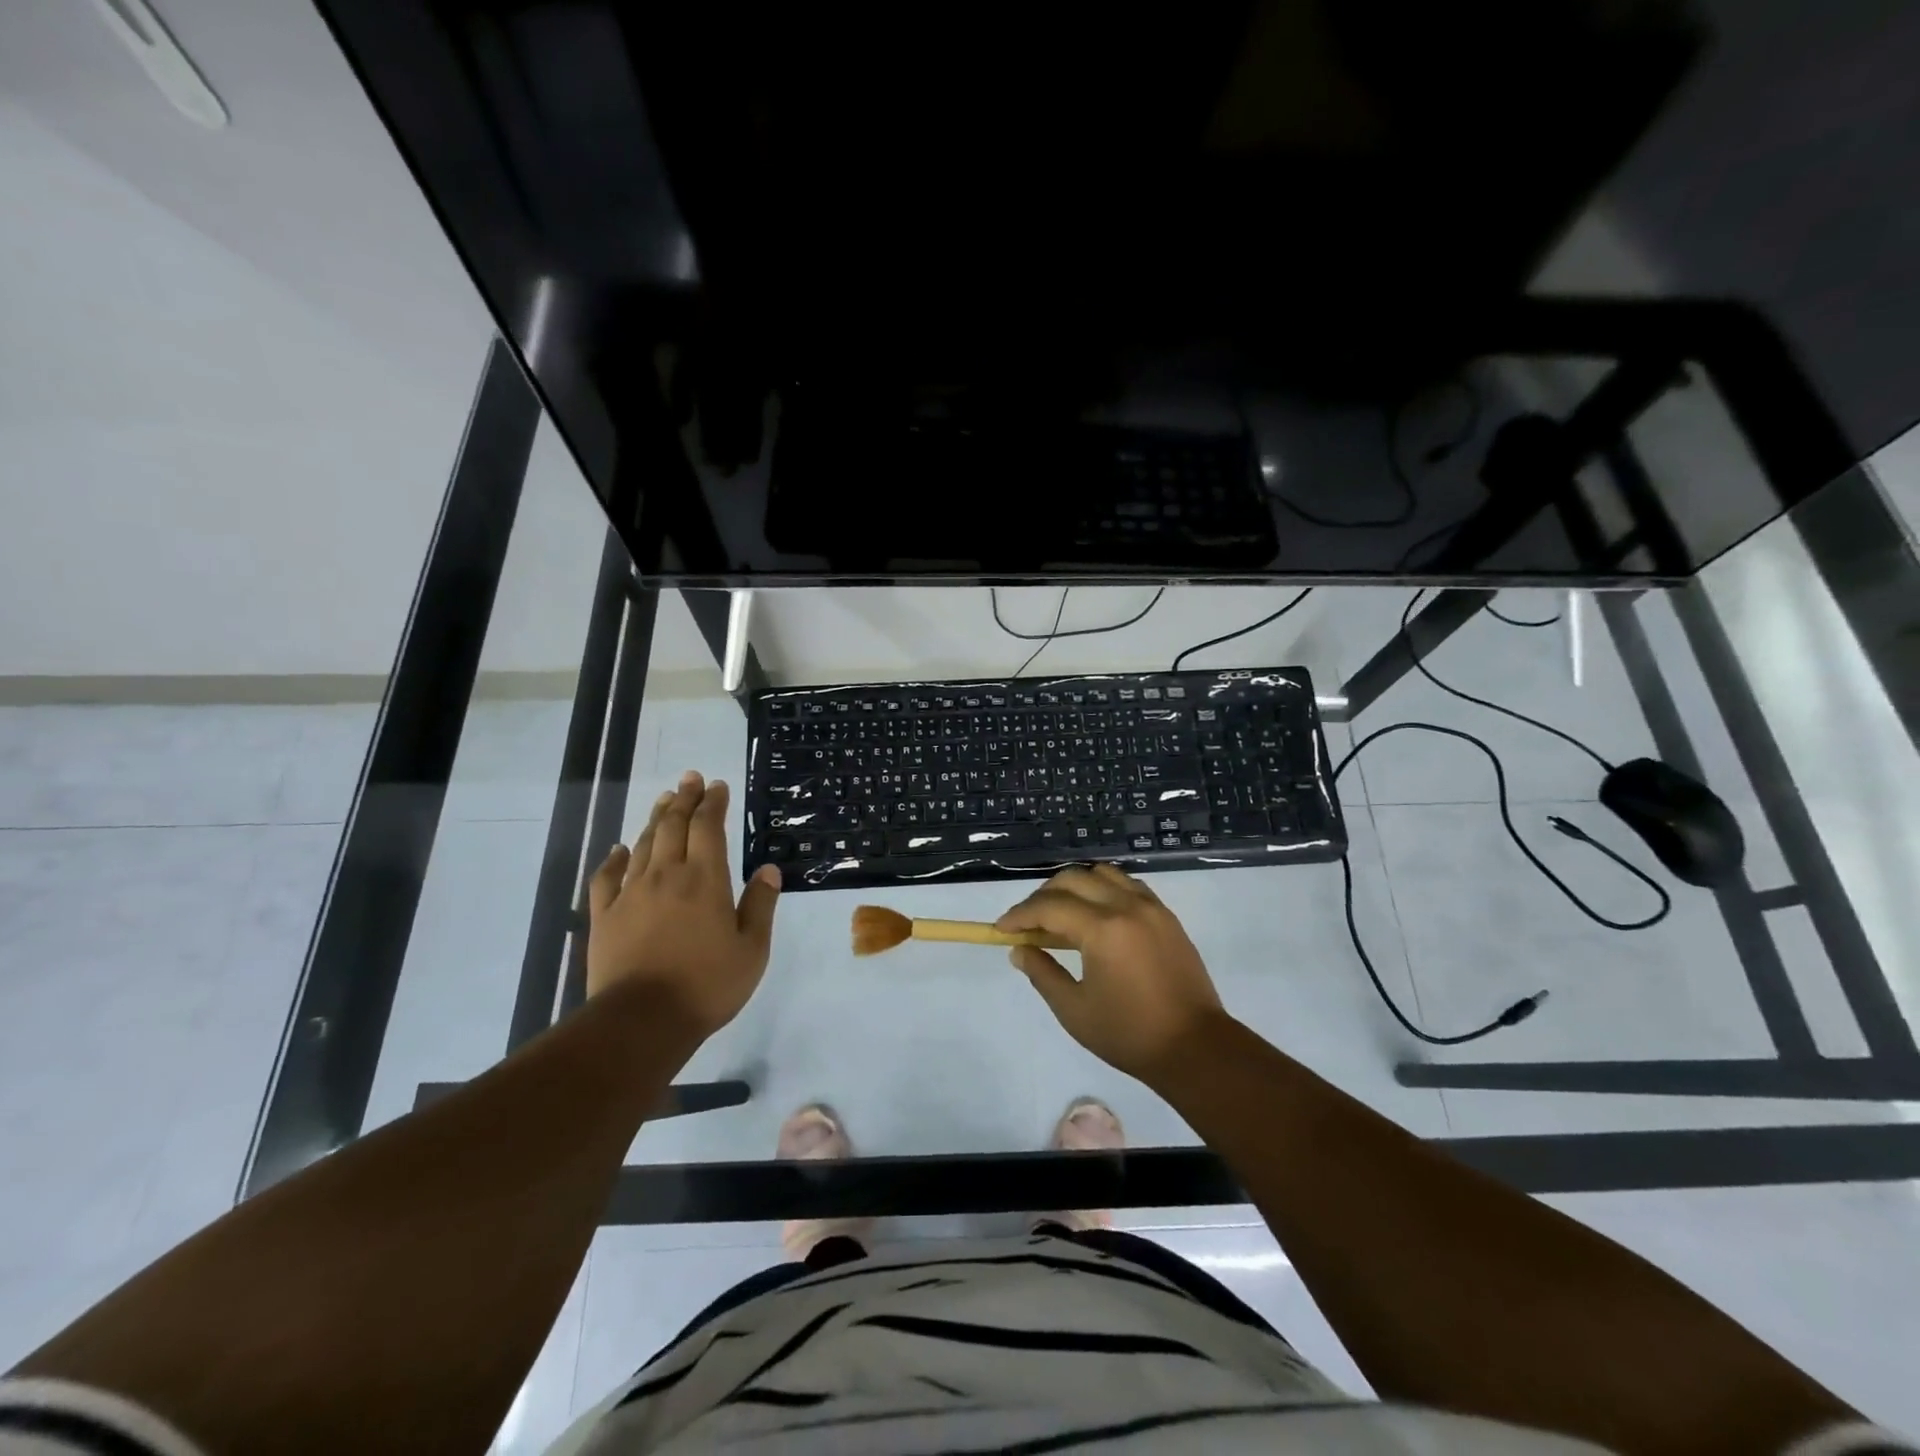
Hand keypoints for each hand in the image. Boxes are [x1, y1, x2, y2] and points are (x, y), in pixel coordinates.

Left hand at [586, 771, 781, 1037]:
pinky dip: (614, 858)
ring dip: (656, 819)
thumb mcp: (752, 949)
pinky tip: (620, 849)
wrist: (641, 1021)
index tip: (718, 785)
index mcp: (705, 879)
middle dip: (685, 799)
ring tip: (665, 799)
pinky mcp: (605, 916)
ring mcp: (631, 894)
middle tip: (690, 778)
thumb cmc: (707, 985)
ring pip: (644, 844)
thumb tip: (769, 869)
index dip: (714, 803)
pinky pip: (607, 877)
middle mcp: (667, 875)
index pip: (709, 828)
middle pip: (674, 826)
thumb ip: (761, 905)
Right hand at [996, 863, 1225, 1081]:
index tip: (1001, 929)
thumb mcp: (1074, 1010)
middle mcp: (1126, 906)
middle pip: (1073, 880)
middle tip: (1028, 923)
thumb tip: (1020, 950)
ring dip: (1075, 886)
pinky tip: (1096, 914)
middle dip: (1042, 896)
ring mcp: (1151, 907)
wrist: (1195, 1047)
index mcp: (1102, 929)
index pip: (1049, 907)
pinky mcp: (1166, 916)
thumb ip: (1043, 973)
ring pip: (1102, 874)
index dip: (1020, 915)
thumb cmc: (1129, 1034)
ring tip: (1061, 913)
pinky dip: (1104, 889)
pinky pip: (1128, 885)